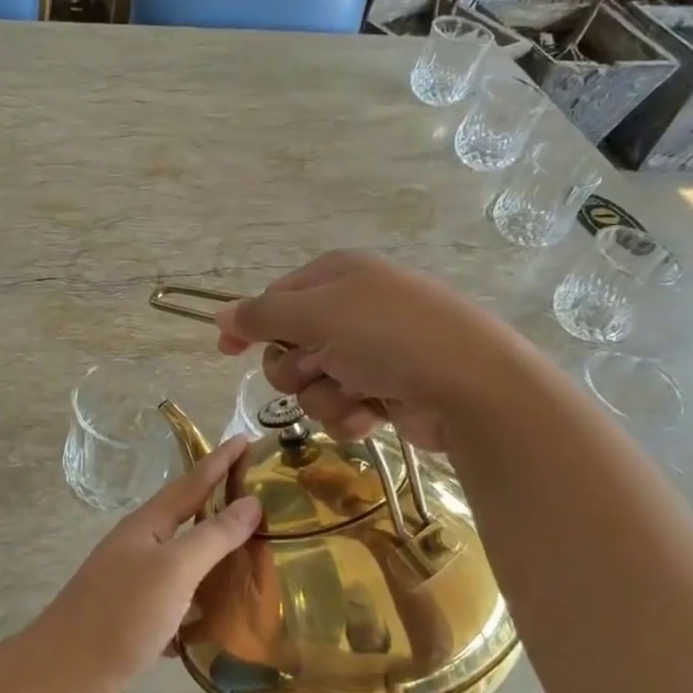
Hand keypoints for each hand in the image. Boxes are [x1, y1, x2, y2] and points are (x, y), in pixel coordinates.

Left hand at [25, 437, 261, 692]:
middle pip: (185, 520)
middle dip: (219, 507)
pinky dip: (201, 605)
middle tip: (261, 499)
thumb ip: (213, 536)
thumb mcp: (173, 570)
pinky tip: (223, 619)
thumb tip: (250, 501)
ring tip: (253, 557)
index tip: (247, 438)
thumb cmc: (120, 615)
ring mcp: (132, 587)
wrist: (63, 679)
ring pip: (182, 564)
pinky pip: (177, 604)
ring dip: (213, 558)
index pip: (191, 483)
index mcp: (144, 527)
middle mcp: (137, 550)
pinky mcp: (133, 624)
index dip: (219, 462)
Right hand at [214, 249, 502, 452]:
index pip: (275, 298)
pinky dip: (349, 415)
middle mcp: (352, 310)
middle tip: (317, 368)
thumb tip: (220, 314)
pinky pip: (340, 407)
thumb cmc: (389, 337)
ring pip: (312, 382)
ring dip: (324, 395)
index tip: (226, 351)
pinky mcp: (386, 392)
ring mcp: (371, 353)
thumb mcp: (317, 315)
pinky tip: (372, 416)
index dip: (250, 325)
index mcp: (338, 277)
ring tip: (355, 395)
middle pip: (288, 345)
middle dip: (294, 366)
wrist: (472, 388)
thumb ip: (262, 315)